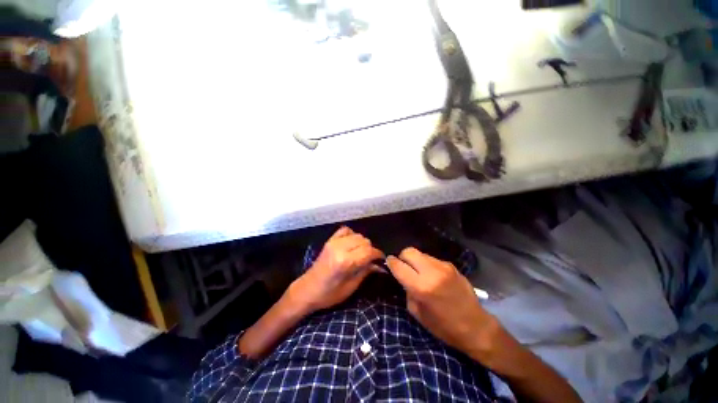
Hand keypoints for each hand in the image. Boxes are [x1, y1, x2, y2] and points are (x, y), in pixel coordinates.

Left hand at [288, 227, 383, 312]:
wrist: (307, 290)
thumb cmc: (329, 294)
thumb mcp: (351, 287)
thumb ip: (366, 272)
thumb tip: (379, 265)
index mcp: (345, 261)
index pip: (368, 251)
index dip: (378, 254)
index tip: (381, 260)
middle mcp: (340, 248)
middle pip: (364, 241)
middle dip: (370, 250)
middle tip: (370, 260)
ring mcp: (334, 242)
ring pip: (357, 235)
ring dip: (362, 243)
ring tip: (361, 253)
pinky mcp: (330, 240)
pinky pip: (345, 230)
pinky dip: (352, 235)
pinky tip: (351, 244)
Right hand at [386, 248, 499, 361]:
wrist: (476, 326)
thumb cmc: (444, 327)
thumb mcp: (418, 313)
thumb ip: (407, 291)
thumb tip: (402, 277)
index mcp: (421, 287)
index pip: (399, 265)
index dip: (390, 262)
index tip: (388, 263)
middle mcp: (432, 272)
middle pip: (409, 251)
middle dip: (402, 257)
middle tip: (403, 267)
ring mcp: (443, 266)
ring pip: (420, 253)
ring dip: (415, 260)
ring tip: (418, 272)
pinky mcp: (451, 265)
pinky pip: (431, 259)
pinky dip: (426, 264)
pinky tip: (432, 275)